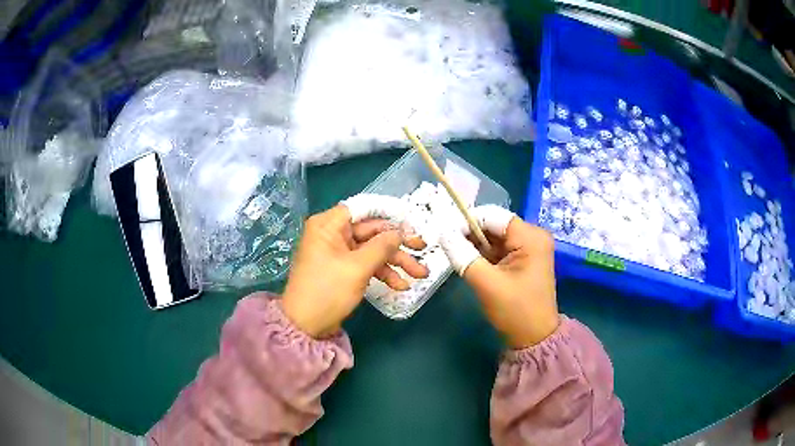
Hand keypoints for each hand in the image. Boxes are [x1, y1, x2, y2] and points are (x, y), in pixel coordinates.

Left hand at [282, 195, 427, 337]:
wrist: (305, 326)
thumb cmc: (327, 291)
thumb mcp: (357, 268)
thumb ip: (382, 246)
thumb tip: (399, 232)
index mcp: (329, 225)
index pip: (363, 208)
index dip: (389, 213)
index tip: (411, 222)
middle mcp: (332, 234)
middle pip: (371, 231)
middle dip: (398, 244)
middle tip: (422, 248)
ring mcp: (337, 253)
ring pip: (372, 249)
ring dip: (395, 261)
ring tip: (420, 274)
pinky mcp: (342, 269)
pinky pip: (365, 264)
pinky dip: (382, 272)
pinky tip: (400, 285)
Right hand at [439, 206, 558, 347]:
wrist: (534, 338)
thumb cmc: (515, 311)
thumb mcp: (486, 283)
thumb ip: (463, 255)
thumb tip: (442, 232)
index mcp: (530, 237)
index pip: (493, 216)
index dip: (468, 221)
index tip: (445, 235)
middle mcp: (533, 236)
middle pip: (494, 225)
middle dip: (471, 235)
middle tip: (449, 247)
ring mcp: (530, 247)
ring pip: (495, 237)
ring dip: (476, 246)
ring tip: (458, 257)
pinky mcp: (525, 258)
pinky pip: (500, 248)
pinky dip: (484, 254)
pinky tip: (472, 263)